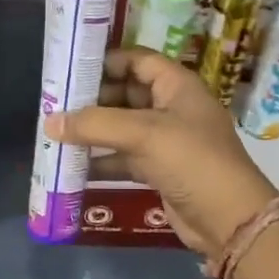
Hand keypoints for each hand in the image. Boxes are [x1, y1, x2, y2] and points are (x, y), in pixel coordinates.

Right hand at [45, 47, 278, 257]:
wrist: (228, 219)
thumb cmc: (191, 161)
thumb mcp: (143, 134)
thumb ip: (94, 125)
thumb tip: (49, 122)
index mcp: (177, 85)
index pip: (137, 60)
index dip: (106, 61)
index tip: (70, 70)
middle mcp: (172, 107)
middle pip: (125, 93)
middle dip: (92, 99)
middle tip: (54, 105)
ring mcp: (166, 140)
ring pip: (122, 127)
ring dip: (93, 131)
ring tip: (55, 133)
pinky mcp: (160, 169)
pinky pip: (124, 157)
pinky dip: (102, 160)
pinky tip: (73, 166)